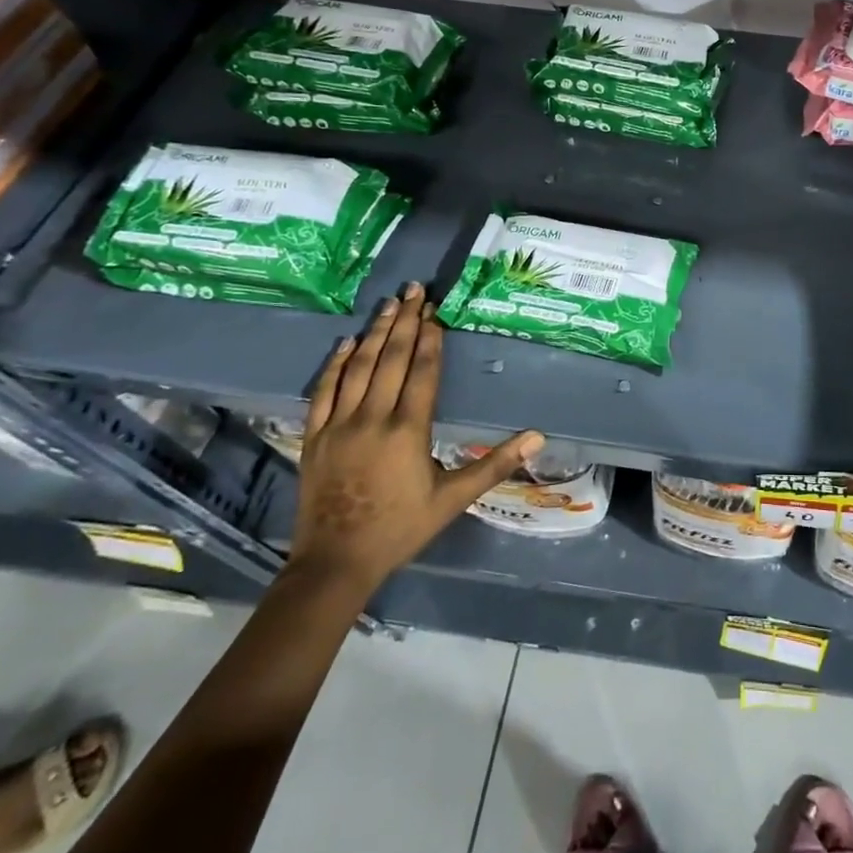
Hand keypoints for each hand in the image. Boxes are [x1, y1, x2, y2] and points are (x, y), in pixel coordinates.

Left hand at [291, 283, 542, 593]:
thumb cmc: (401, 528)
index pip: (421, 372)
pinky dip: (335, 364)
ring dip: (374, 332)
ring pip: (358, 367)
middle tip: (413, 289)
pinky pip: (323, 391)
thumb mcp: (454, 499)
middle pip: (390, 359)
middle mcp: (372, 418)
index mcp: (408, 430)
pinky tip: (346, 343)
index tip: (435, 311)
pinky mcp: (314, 436)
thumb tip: (539, 436)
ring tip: (388, 303)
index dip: (429, 340)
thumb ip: (495, 464)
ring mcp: (338, 425)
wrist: (335, 563)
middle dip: (404, 321)